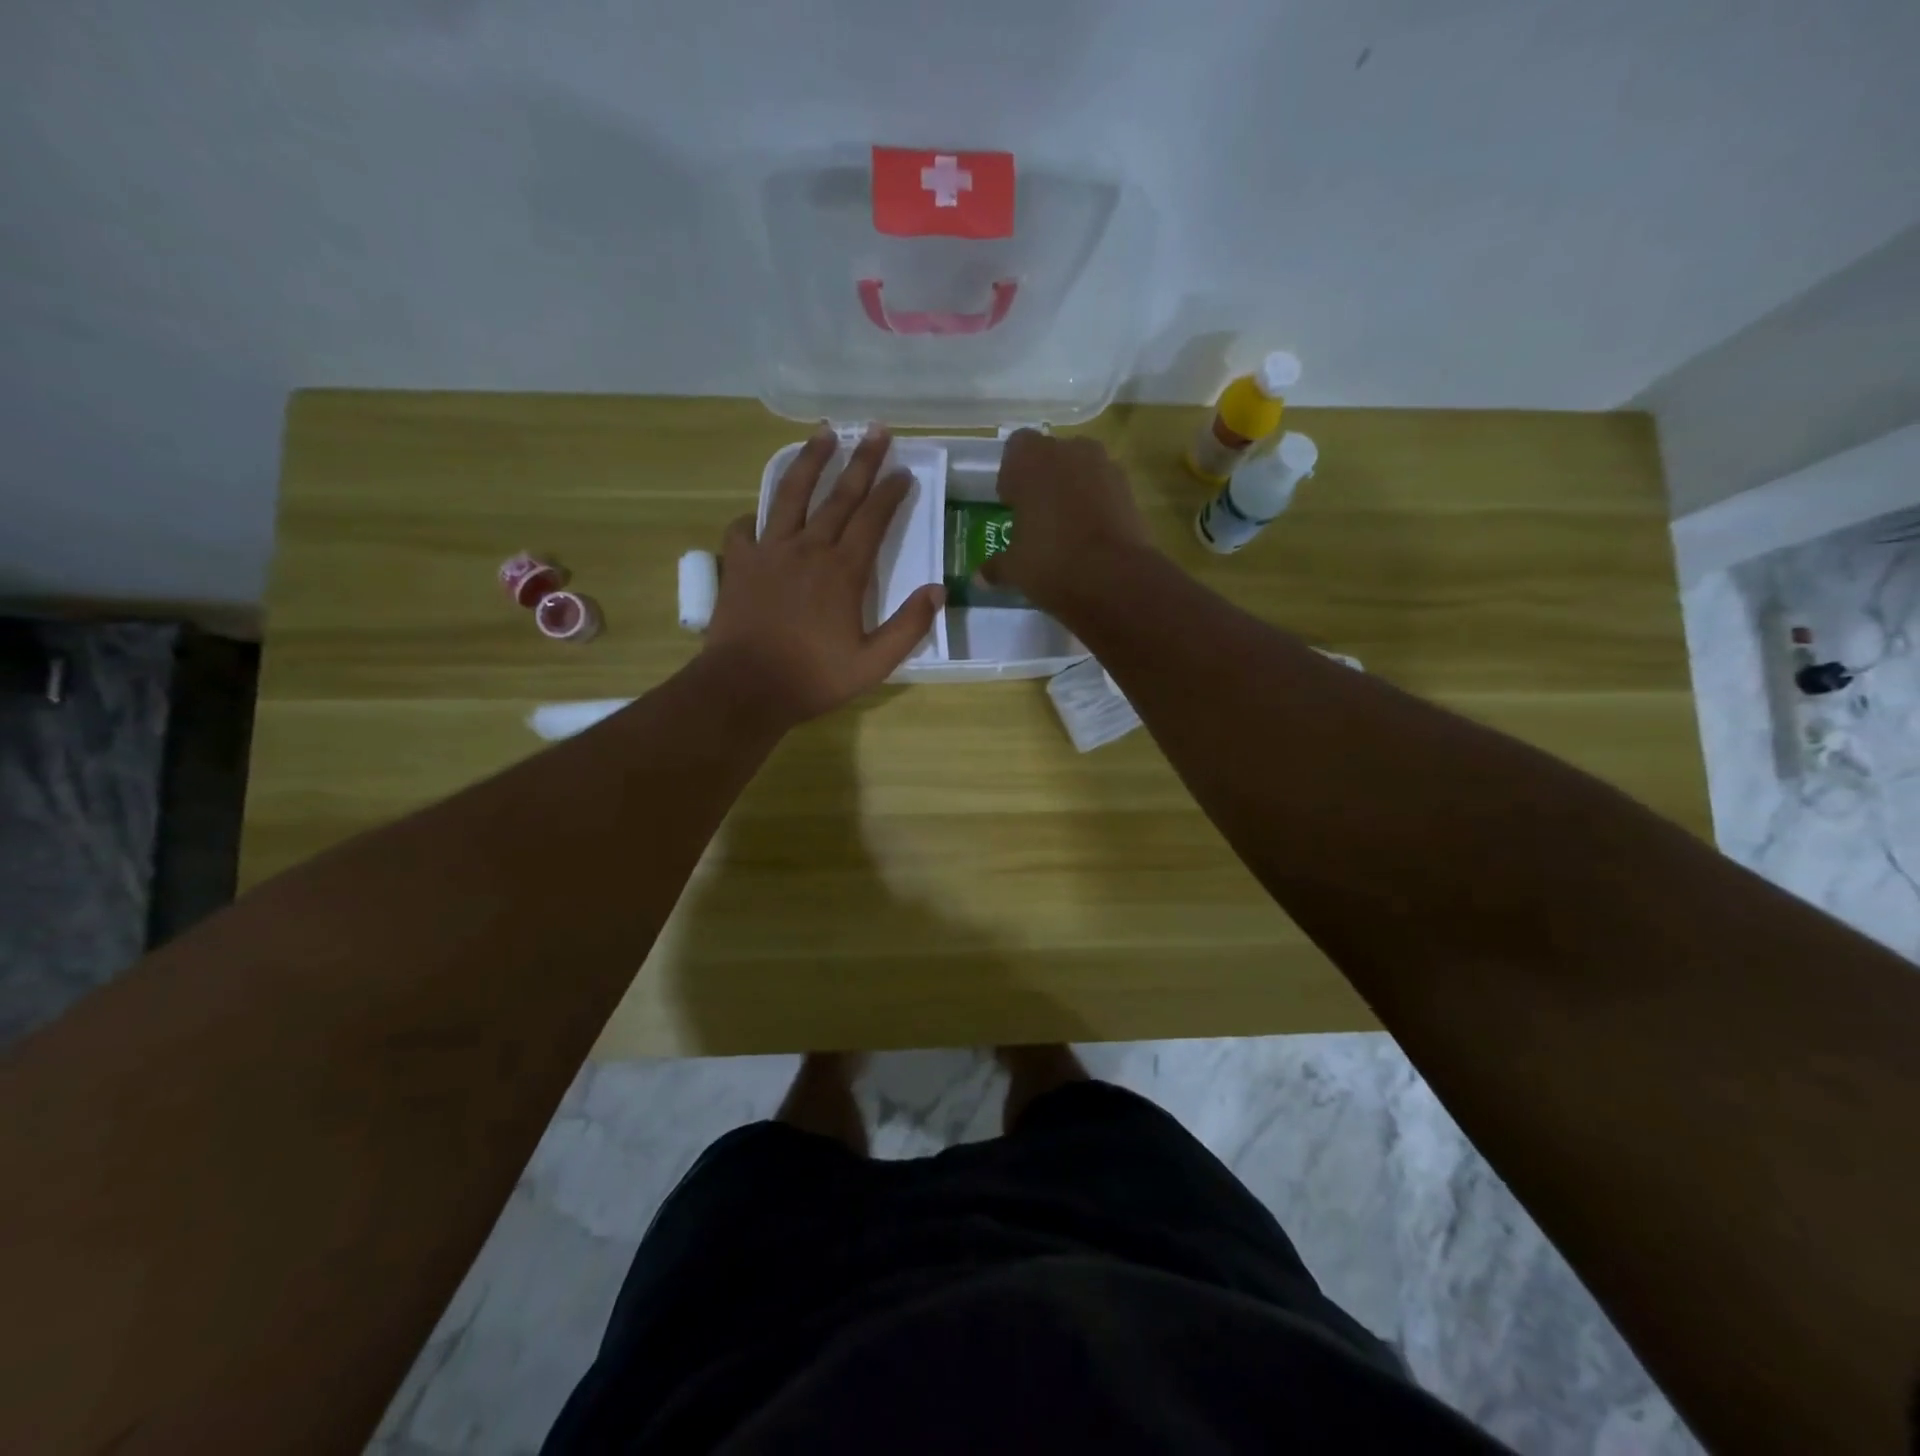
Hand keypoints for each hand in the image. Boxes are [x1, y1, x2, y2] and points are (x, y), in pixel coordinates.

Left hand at [702, 426, 943, 728]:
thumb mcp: (873, 664)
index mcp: (843, 571)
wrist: (746, 688)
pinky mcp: (740, 563)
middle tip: (876, 430)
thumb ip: (909, 626)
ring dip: (809, 461)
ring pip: (791, 494)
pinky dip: (755, 517)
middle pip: (839, 495)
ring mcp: (769, 551)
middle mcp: (808, 548)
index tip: (905, 471)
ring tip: (823, 434)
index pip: (873, 519)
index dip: (891, 492)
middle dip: (861, 460)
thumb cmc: (813, 678)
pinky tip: (760, 514)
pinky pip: (745, 528)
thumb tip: (938, 590)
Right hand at [982, 430, 1153, 616]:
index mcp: (1032, 459)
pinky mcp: (1130, 490)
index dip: (1012, 475)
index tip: (1011, 503)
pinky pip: (1104, 489)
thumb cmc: (1050, 561)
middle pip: (1052, 455)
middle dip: (1043, 479)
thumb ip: (996, 566)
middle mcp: (1070, 451)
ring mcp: (1105, 467)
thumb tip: (981, 576)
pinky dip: (1096, 505)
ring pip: (1081, 470)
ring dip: (1072, 490)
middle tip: (1036, 515)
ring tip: (1065, 527)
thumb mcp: (1014, 568)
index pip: (1016, 448)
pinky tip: (1090, 536)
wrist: (1114, 578)